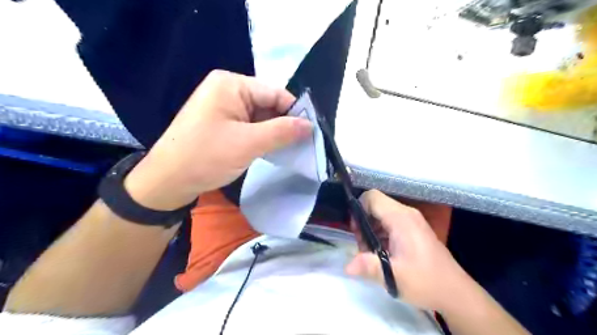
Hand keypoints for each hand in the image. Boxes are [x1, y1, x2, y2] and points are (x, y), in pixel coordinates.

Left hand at [124, 69, 312, 208]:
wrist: (168, 182)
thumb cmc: (205, 157)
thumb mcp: (248, 143)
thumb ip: (282, 131)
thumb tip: (310, 125)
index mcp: (231, 84)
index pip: (275, 93)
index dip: (295, 112)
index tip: (311, 133)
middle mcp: (228, 90)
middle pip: (268, 104)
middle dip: (285, 124)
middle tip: (304, 144)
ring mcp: (224, 107)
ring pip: (261, 117)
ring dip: (275, 133)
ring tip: (292, 149)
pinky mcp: (223, 123)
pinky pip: (251, 126)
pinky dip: (263, 138)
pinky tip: (274, 150)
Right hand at [346, 189, 475, 312]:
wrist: (456, 293)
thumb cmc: (425, 281)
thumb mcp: (394, 276)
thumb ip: (368, 266)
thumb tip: (347, 266)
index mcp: (401, 218)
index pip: (372, 197)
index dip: (358, 209)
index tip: (356, 231)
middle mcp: (406, 214)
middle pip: (375, 205)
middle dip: (363, 223)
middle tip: (363, 247)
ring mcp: (411, 221)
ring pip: (381, 214)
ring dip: (371, 230)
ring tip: (371, 253)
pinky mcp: (414, 229)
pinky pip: (390, 222)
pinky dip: (380, 233)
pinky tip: (383, 253)